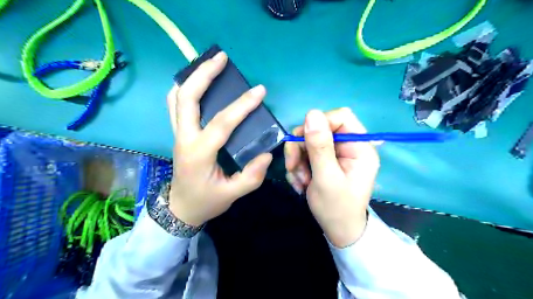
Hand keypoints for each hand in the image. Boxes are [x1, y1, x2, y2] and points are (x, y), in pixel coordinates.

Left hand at [166, 53, 271, 226]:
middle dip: (203, 74)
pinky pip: (175, 106)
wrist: (180, 209)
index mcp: (199, 153)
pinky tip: (197, 84)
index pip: (221, 123)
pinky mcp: (178, 134)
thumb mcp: (232, 194)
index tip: (260, 91)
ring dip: (191, 78)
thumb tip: (268, 153)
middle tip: (221, 58)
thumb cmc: (206, 201)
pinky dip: (183, 89)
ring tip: (209, 64)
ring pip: (176, 98)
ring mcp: (178, 134)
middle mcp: (184, 138)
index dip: (242, 105)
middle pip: (187, 98)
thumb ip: (252, 176)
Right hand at [283, 109, 378, 246]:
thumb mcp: (326, 177)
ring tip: (299, 181)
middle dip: (301, 148)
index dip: (319, 124)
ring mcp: (335, 153)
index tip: (303, 142)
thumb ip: (320, 146)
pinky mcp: (324, 160)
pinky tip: (300, 182)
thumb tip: (312, 113)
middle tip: (294, 167)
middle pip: (318, 128)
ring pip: (307, 141)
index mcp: (360, 147)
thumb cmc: (336, 208)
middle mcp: (348, 146)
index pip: (340, 117)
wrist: (337, 231)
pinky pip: (304, 153)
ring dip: (297, 160)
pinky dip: (298, 166)